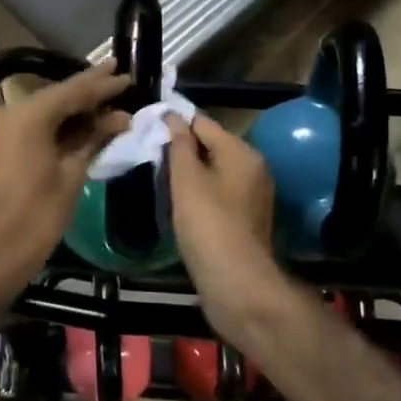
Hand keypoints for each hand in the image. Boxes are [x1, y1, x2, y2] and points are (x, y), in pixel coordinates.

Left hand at [0, 61, 131, 304]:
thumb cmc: (35, 219)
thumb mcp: (71, 176)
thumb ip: (94, 138)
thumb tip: (121, 116)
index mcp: (25, 116)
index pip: (72, 91)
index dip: (102, 84)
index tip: (128, 74)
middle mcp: (7, 111)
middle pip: (57, 95)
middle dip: (89, 89)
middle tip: (120, 75)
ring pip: (45, 108)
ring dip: (75, 107)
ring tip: (110, 97)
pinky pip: (32, 123)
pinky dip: (57, 123)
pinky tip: (84, 119)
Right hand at [164, 113, 291, 338]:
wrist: (237, 284)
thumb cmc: (208, 225)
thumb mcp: (187, 180)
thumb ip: (179, 145)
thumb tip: (173, 116)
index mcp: (242, 152)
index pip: (203, 122)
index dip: (175, 121)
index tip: (147, 125)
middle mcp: (253, 168)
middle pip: (211, 146)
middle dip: (182, 148)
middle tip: (149, 152)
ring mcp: (253, 196)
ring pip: (214, 172)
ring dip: (190, 173)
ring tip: (159, 177)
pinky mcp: (246, 220)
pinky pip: (219, 195)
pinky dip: (200, 194)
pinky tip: (179, 204)